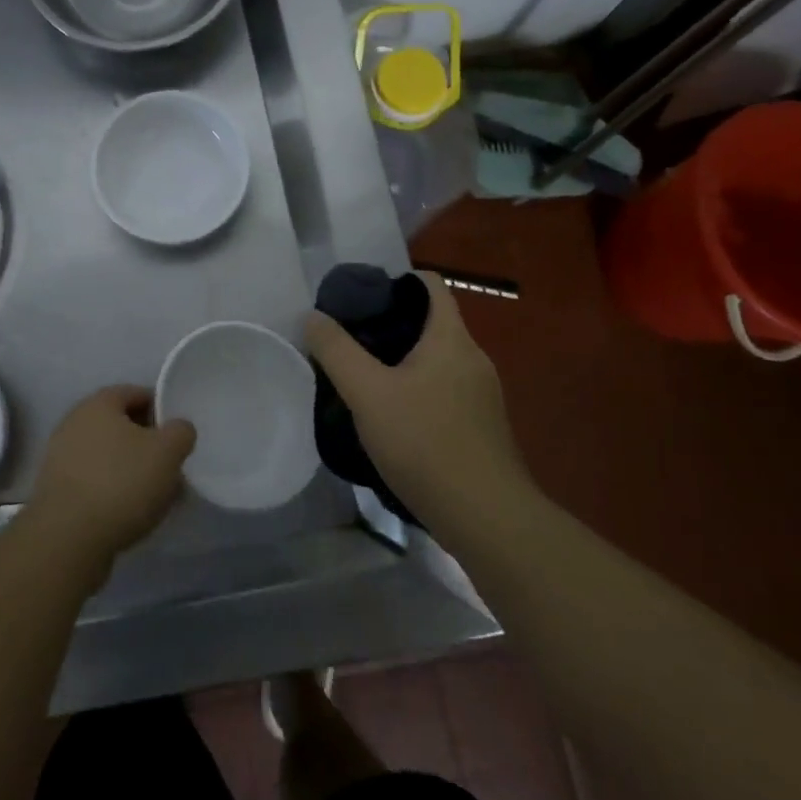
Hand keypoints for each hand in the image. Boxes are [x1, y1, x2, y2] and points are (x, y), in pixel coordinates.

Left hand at [30, 386, 195, 565]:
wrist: (67, 538)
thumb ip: (180, 432)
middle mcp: (74, 422)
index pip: (136, 394)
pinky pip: (94, 482)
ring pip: (108, 456)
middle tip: (170, 467)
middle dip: (147, 444)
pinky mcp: (55, 490)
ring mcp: (60, 457)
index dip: (161, 410)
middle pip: (121, 426)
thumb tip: (177, 430)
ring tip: (156, 497)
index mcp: (99, 403)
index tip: (178, 435)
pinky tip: (130, 514)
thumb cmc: (121, 482)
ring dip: (131, 471)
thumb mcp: (167, 452)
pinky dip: (113, 492)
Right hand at [305, 272, 525, 531]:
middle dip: (391, 323)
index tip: (361, 297)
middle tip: (351, 339)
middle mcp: (473, 358)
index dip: (396, 280)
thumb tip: (314, 316)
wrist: (487, 519)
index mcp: (451, 338)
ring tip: (364, 378)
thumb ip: (336, 351)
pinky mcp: (482, 427)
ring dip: (403, 360)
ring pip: (438, 360)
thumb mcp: (367, 393)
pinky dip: (418, 389)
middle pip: (432, 322)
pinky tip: (393, 417)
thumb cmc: (425, 443)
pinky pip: (445, 390)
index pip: (430, 284)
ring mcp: (483, 395)